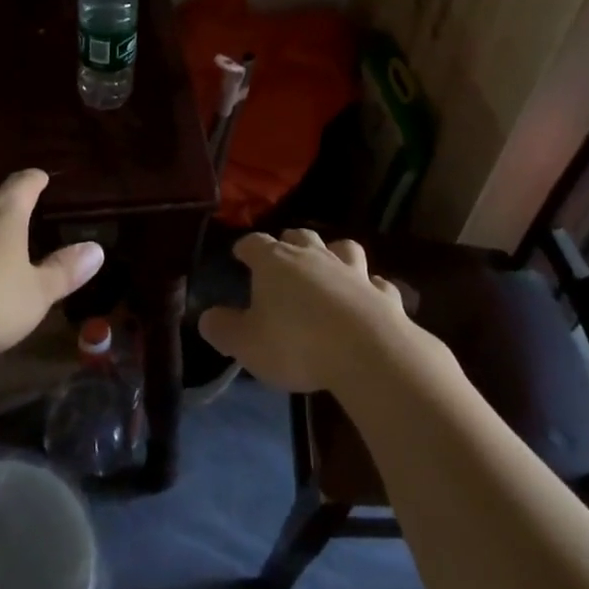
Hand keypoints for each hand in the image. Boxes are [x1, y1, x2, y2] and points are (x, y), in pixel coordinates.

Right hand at [198, 228, 408, 392]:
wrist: (367, 351)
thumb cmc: (296, 343)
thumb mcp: (247, 344)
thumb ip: (224, 329)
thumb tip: (206, 318)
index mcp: (275, 262)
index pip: (254, 243)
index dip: (245, 247)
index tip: (239, 254)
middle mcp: (314, 257)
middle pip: (300, 236)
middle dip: (290, 242)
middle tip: (283, 255)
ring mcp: (353, 272)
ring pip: (343, 248)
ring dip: (335, 253)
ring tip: (330, 265)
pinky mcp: (383, 293)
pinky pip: (376, 283)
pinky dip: (370, 286)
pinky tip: (369, 296)